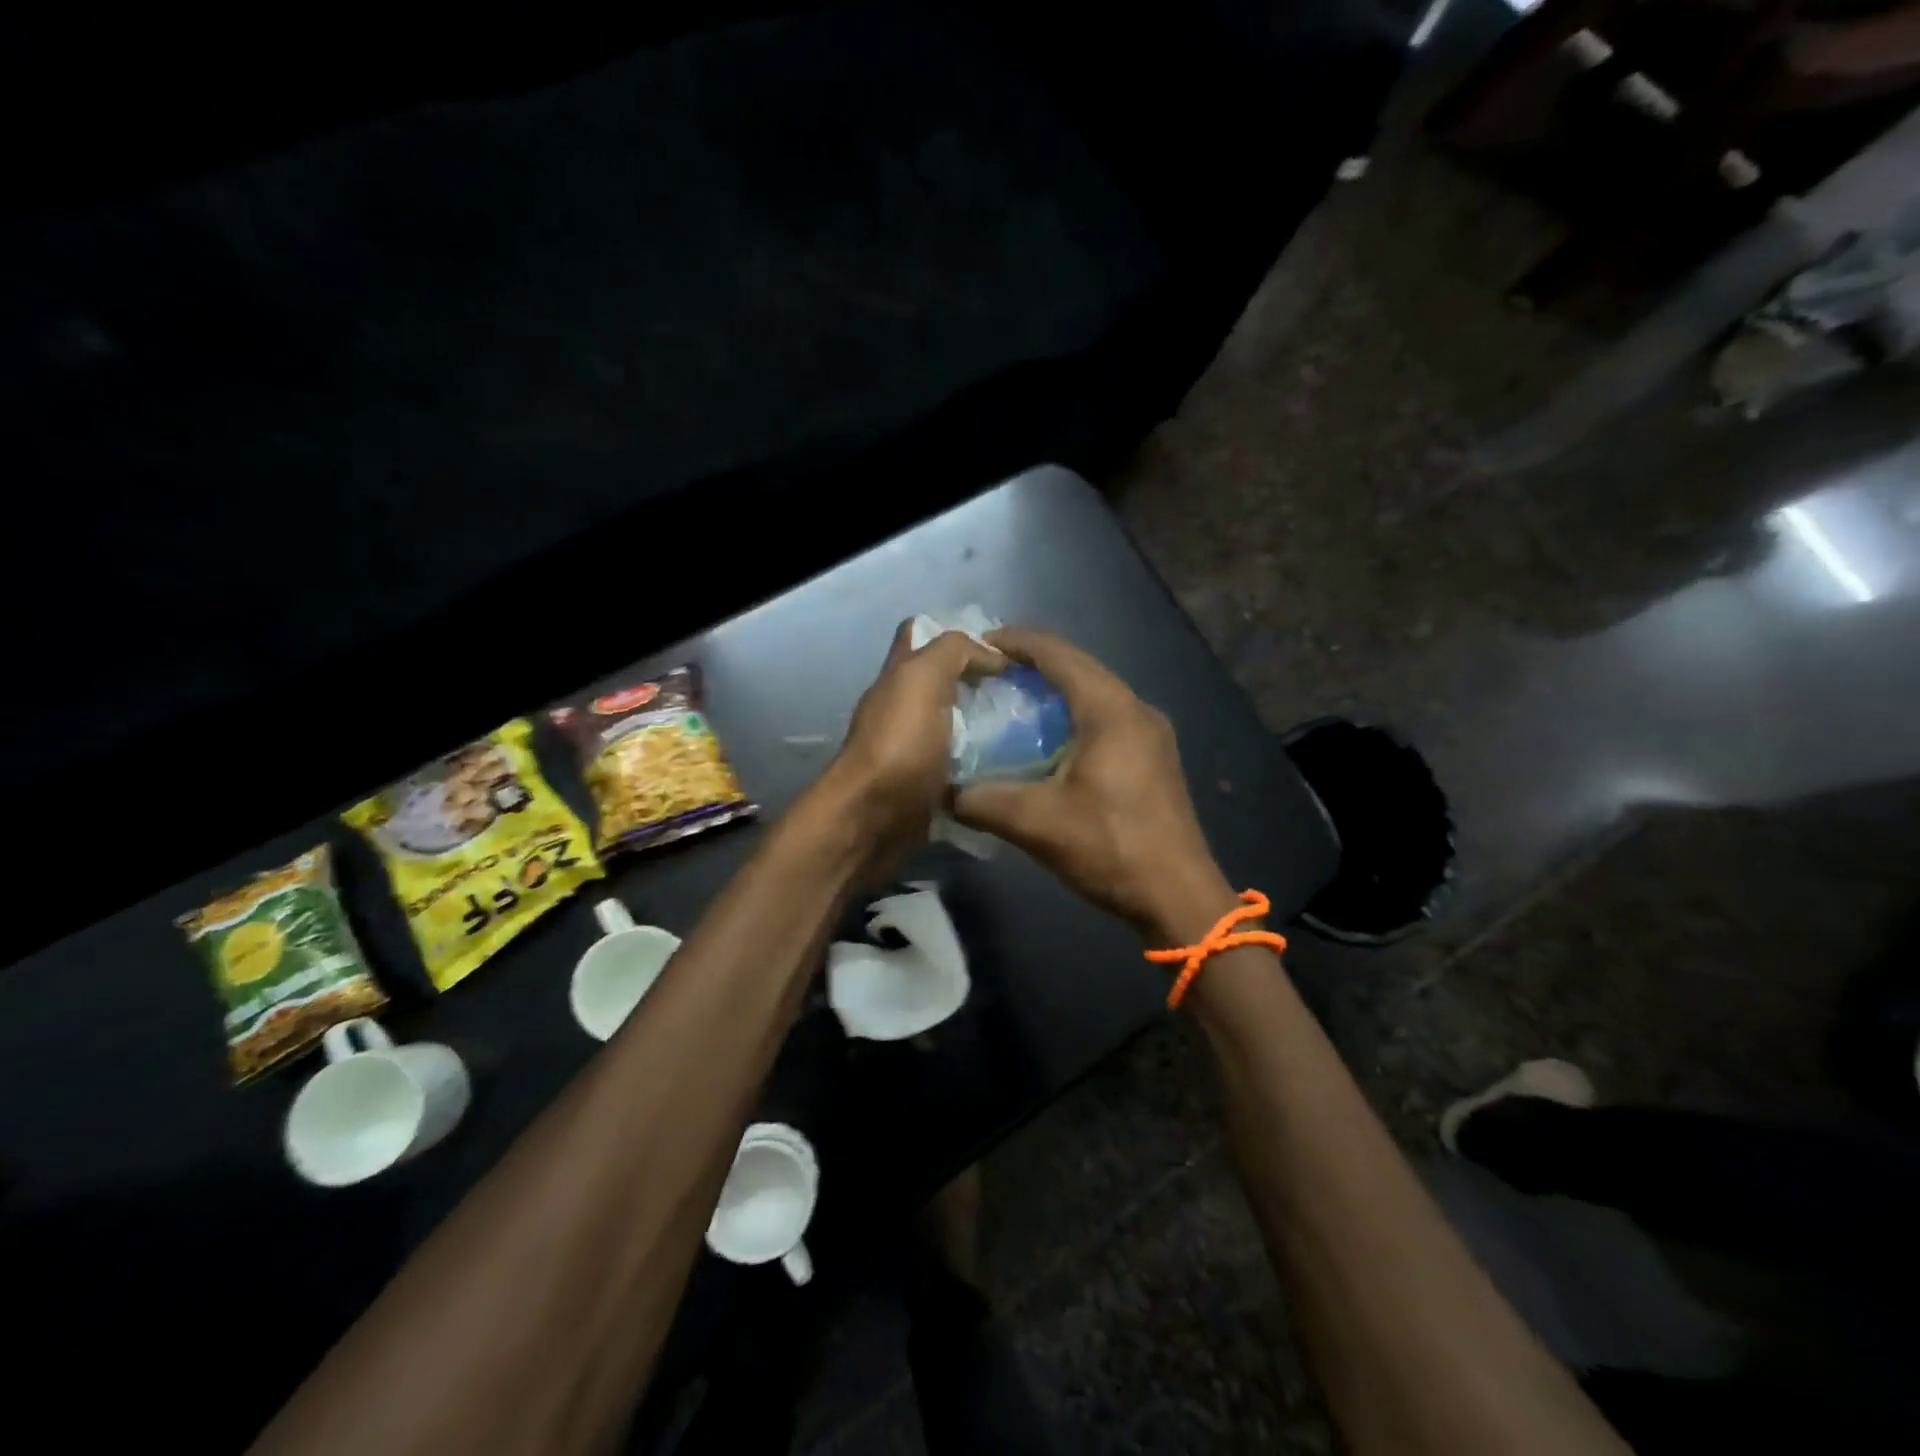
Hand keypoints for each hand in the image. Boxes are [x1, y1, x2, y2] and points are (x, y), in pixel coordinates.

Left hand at [820, 621, 1005, 869]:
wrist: (872, 821)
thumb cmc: (898, 744)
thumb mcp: (924, 678)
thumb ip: (954, 652)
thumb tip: (993, 657)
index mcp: (899, 676)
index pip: (920, 634)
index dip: (957, 633)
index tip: (1000, 649)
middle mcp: (903, 709)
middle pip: (944, 683)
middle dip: (983, 683)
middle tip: (1026, 691)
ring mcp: (915, 750)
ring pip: (958, 727)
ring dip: (990, 728)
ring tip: (1032, 728)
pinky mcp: (928, 786)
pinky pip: (962, 768)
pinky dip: (985, 767)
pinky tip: (1016, 767)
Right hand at [952, 628, 1229, 939]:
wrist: (1179, 898)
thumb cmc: (1111, 849)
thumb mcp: (1037, 824)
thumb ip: (982, 801)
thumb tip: (942, 790)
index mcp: (1111, 710)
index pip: (1058, 654)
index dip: (1016, 642)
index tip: (977, 645)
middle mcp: (1136, 709)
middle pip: (1078, 667)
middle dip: (1032, 664)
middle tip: (986, 673)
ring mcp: (1151, 733)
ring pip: (1094, 693)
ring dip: (1053, 690)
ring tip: (1010, 700)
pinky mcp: (1153, 757)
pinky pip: (1106, 717)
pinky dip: (1072, 715)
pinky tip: (1047, 740)